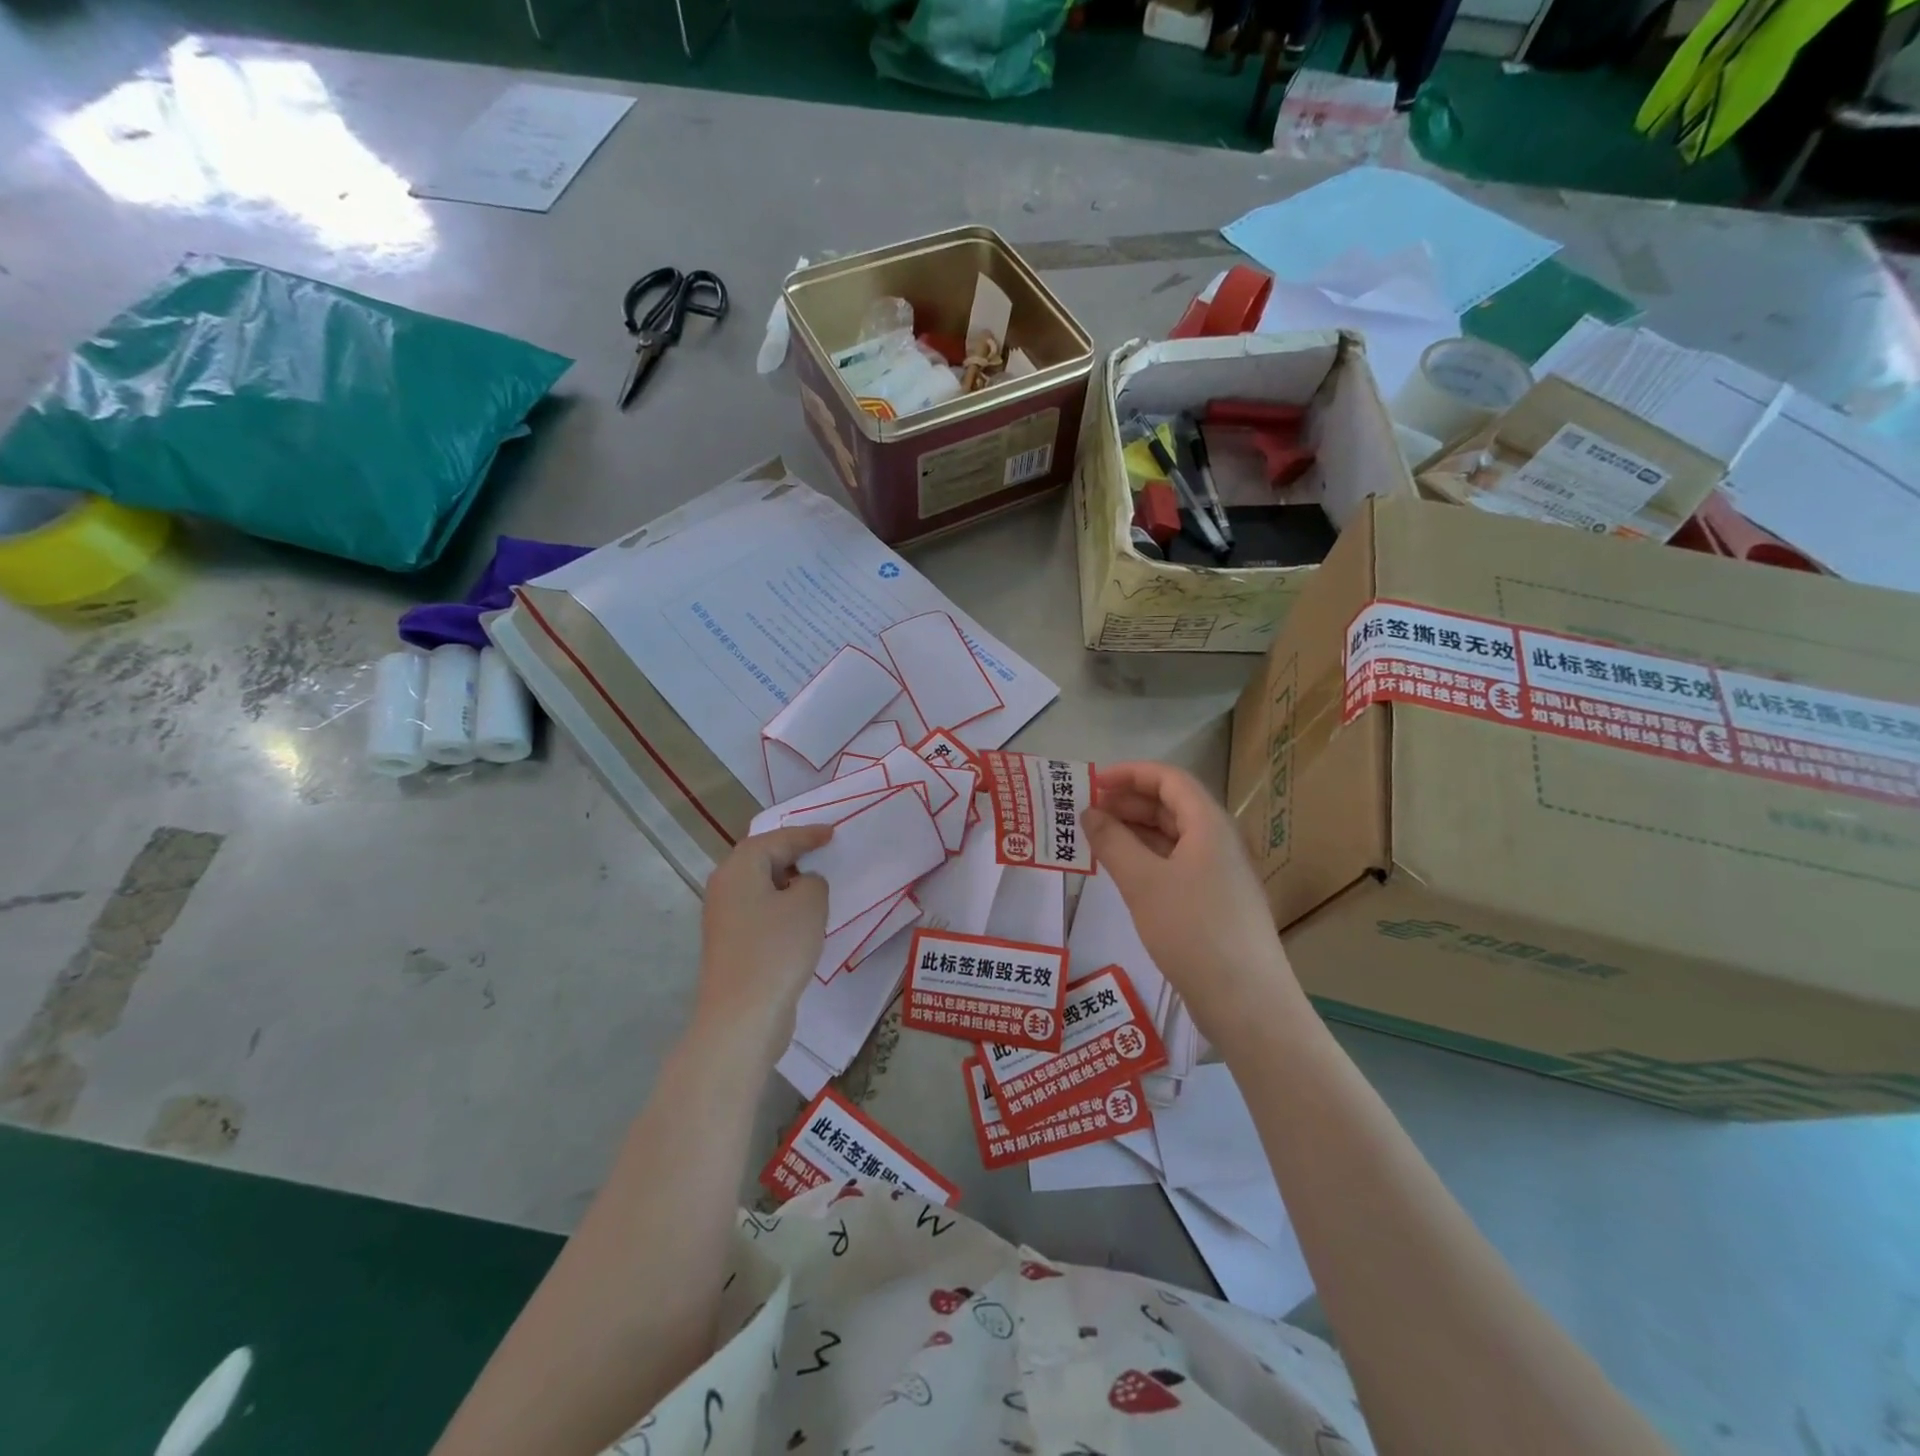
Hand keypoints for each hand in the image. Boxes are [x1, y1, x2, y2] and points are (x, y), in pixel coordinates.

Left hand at [692, 825, 831, 1059]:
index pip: (776, 839)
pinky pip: (760, 910)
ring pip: (760, 886)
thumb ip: (813, 882)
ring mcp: (724, 918)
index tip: (832, 832)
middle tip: (822, 850)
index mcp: (739, 868)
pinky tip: (802, 918)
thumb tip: (803, 885)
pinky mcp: (732, 944)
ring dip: (787, 882)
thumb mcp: (809, 904)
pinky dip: (781, 905)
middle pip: (761, 859)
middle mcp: (725, 887)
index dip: (806, 834)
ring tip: (817, 883)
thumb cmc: (777, 949)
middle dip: (792, 853)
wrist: (743, 1016)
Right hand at [1081, 762, 1305, 1052]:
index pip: (1169, 779)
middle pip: (1172, 804)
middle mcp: (1218, 840)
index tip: (1092, 782)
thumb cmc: (1192, 930)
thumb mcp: (1143, 881)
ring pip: (1173, 835)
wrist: (1245, 1001)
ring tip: (1096, 838)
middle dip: (1128, 801)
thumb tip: (1089, 812)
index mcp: (1209, 824)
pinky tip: (1122, 870)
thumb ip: (1112, 841)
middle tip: (1086, 811)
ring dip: (1135, 830)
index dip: (1130, 773)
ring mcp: (1219, 872)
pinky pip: (1177, 862)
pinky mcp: (1215, 901)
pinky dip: (1147, 857)